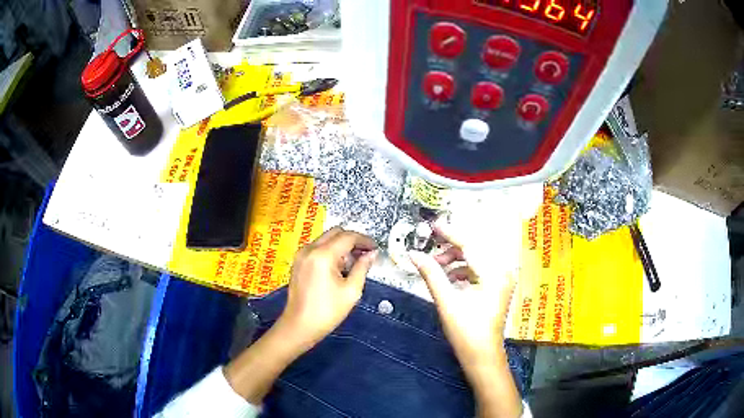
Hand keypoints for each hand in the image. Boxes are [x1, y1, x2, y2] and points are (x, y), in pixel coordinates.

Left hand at [277, 227, 377, 350]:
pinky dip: (330, 251)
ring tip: (354, 263)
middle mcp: (310, 249)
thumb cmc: (327, 312)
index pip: (348, 237)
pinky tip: (339, 267)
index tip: (375, 248)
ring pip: (326, 239)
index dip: (364, 240)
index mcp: (323, 255)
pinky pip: (317, 247)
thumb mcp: (351, 291)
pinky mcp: (298, 262)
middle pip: (336, 233)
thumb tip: (371, 254)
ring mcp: (301, 254)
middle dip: (353, 240)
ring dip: (341, 245)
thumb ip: (362, 268)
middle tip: (366, 254)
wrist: (299, 326)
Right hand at [408, 219, 515, 368]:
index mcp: (494, 274)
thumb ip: (431, 274)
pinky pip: (479, 269)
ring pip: (476, 259)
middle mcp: (502, 272)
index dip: (449, 234)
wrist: (482, 356)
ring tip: (436, 267)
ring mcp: (501, 280)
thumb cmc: (466, 332)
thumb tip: (414, 254)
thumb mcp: (447, 302)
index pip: (470, 245)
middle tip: (430, 249)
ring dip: (455, 260)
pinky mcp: (497, 287)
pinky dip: (463, 270)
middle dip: (451, 248)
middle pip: (474, 249)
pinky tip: (449, 278)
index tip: (432, 226)